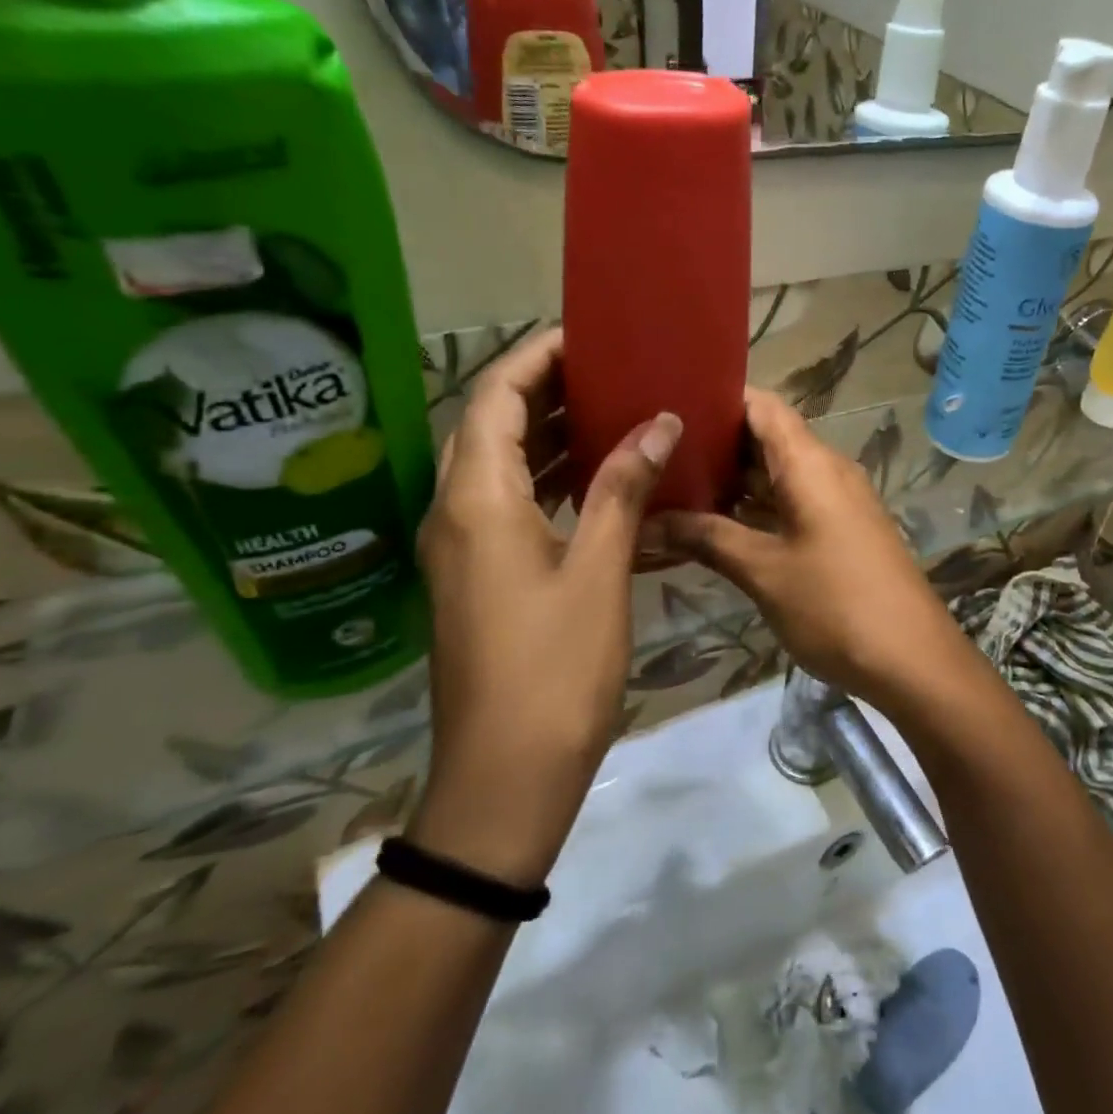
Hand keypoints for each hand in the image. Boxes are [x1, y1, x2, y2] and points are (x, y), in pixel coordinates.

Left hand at [408, 327, 682, 884]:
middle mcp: (454, 512)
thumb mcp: (599, 572)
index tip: (589, 338)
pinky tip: (592, 480)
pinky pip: (505, 502)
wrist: (505, 776)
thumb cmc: (555, 670)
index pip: (494, 396)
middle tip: (610, 372)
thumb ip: (623, 488)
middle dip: (543, 389)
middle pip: (489, 424)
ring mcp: (460, 547)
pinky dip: (545, 478)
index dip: (536, 357)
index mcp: (477, 501)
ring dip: (545, 433)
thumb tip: (658, 422)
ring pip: (496, 465)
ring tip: (609, 412)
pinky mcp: (475, 576)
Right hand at [655, 388, 974, 710]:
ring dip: (734, 481)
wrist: (912, 659)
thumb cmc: (836, 605)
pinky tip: (715, 526)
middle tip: (658, 452)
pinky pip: (793, 504)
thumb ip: (707, 539)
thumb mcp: (764, 571)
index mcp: (811, 464)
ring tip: (674, 485)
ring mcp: (837, 503)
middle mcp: (827, 471)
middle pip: (768, 438)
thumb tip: (647, 523)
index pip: (763, 406)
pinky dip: (756, 509)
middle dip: (716, 444)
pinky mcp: (842, 532)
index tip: (670, 404)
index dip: (719, 397)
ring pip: (779, 475)